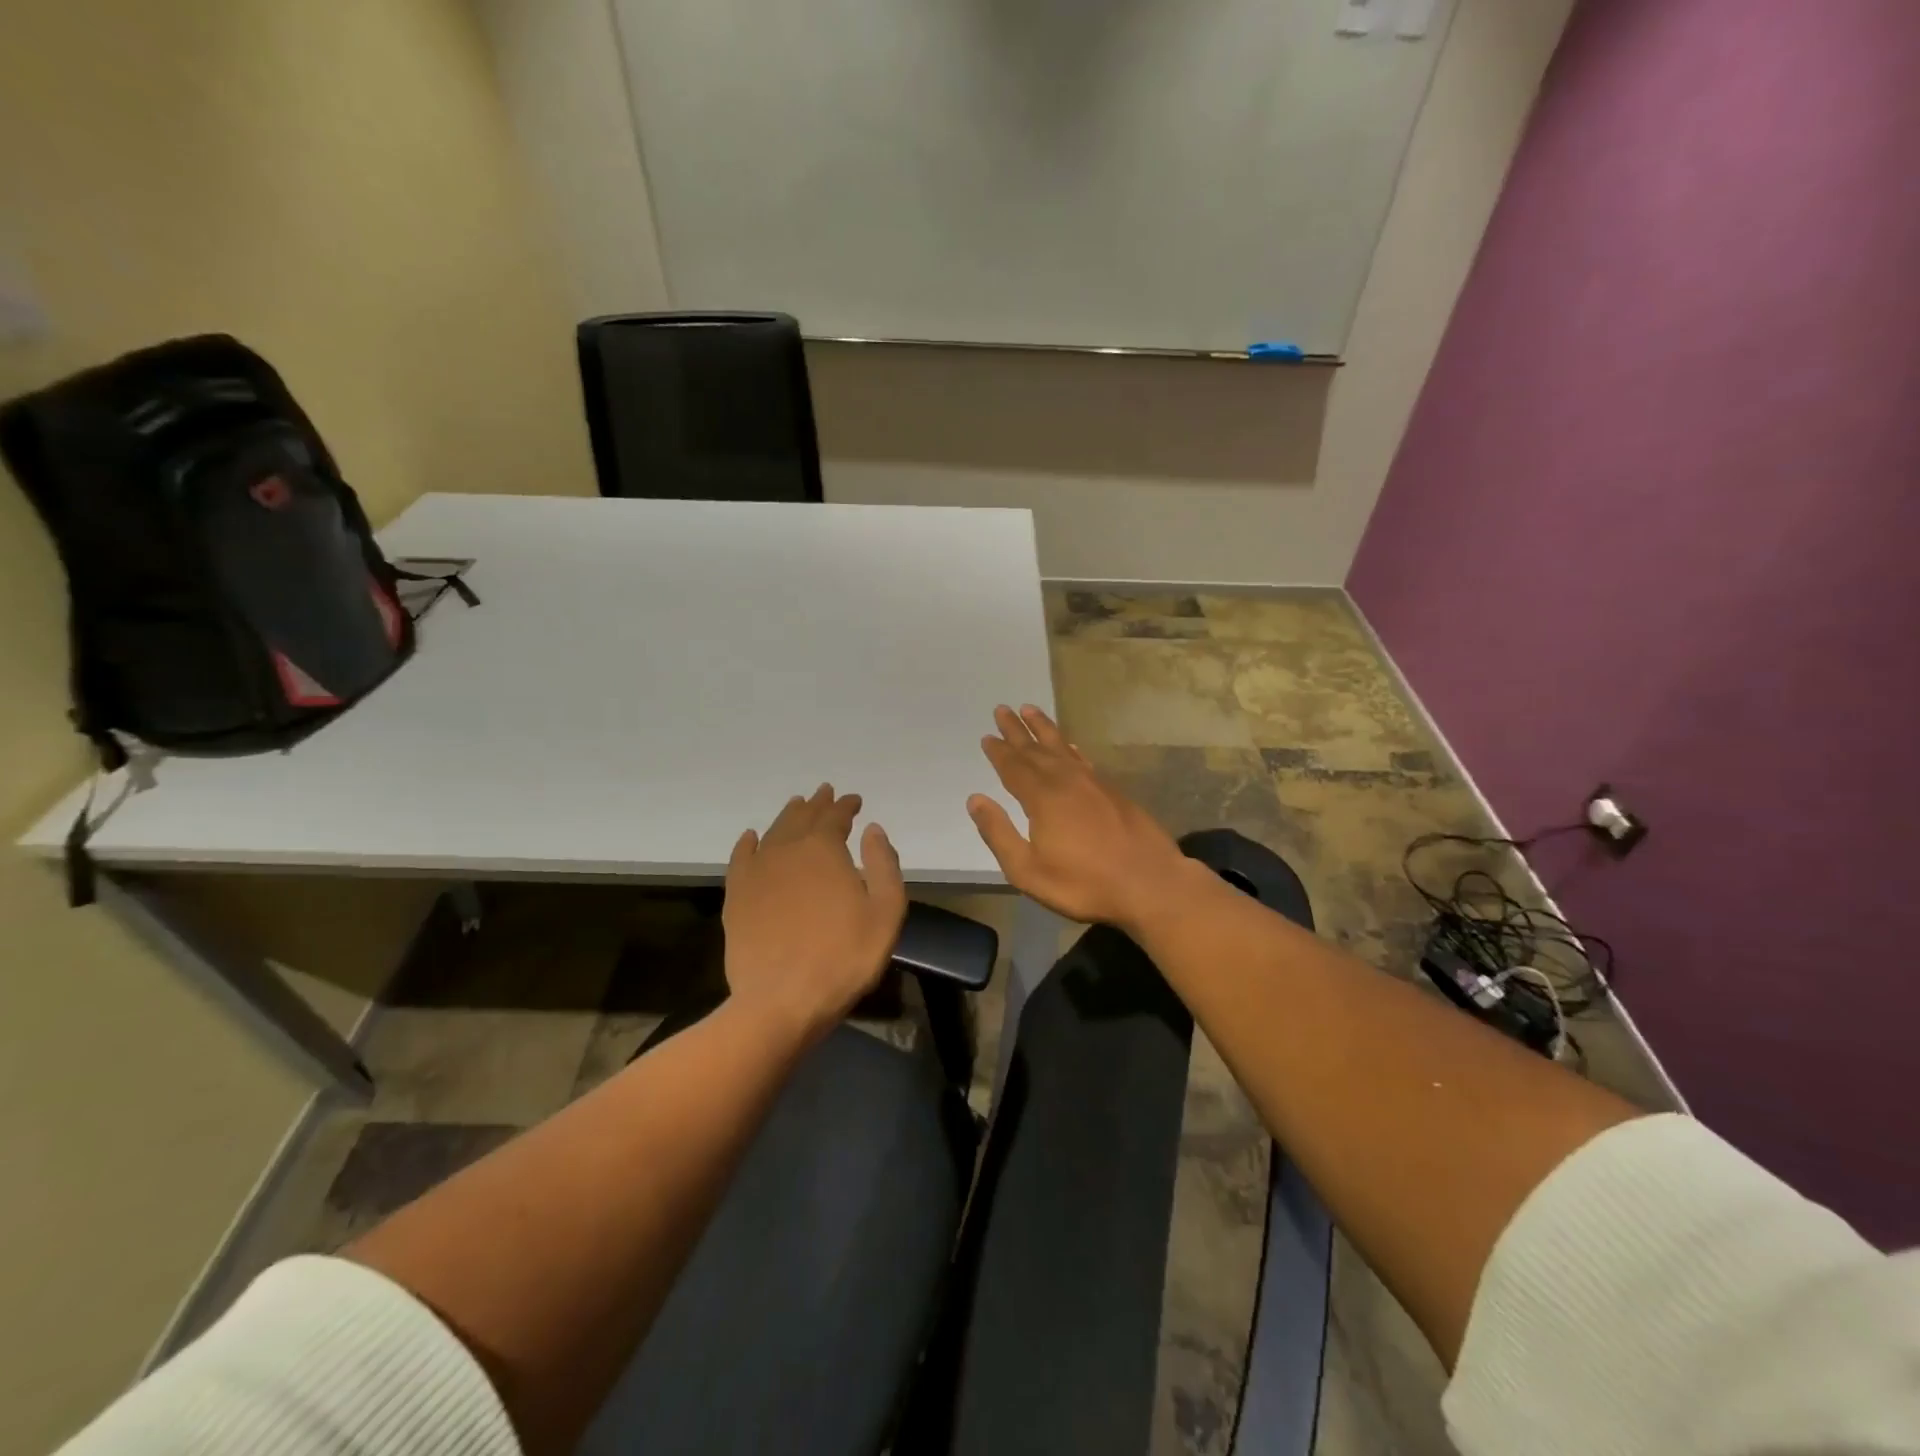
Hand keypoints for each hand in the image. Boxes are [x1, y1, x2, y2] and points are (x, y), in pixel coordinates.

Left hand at [723, 784, 907, 1042]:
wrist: (782, 1000)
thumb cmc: (844, 957)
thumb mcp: (885, 911)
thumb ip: (883, 864)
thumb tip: (872, 829)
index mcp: (824, 849)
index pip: (835, 816)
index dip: (846, 806)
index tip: (855, 801)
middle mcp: (787, 850)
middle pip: (803, 817)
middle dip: (817, 804)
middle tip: (824, 794)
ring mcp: (757, 872)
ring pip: (773, 832)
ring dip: (788, 816)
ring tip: (796, 807)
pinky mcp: (736, 896)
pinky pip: (741, 858)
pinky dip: (748, 843)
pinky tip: (752, 838)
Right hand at [967, 704, 1193, 930]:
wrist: (1150, 884)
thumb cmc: (1084, 884)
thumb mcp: (1028, 870)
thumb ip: (999, 834)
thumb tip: (976, 800)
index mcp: (1042, 798)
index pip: (1014, 767)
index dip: (999, 752)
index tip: (988, 736)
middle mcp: (1066, 781)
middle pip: (1036, 750)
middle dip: (1017, 731)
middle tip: (1002, 709)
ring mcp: (1094, 784)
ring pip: (1062, 747)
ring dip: (1044, 729)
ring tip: (1031, 710)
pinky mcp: (1114, 792)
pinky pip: (1083, 759)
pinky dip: (1071, 748)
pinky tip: (1070, 745)